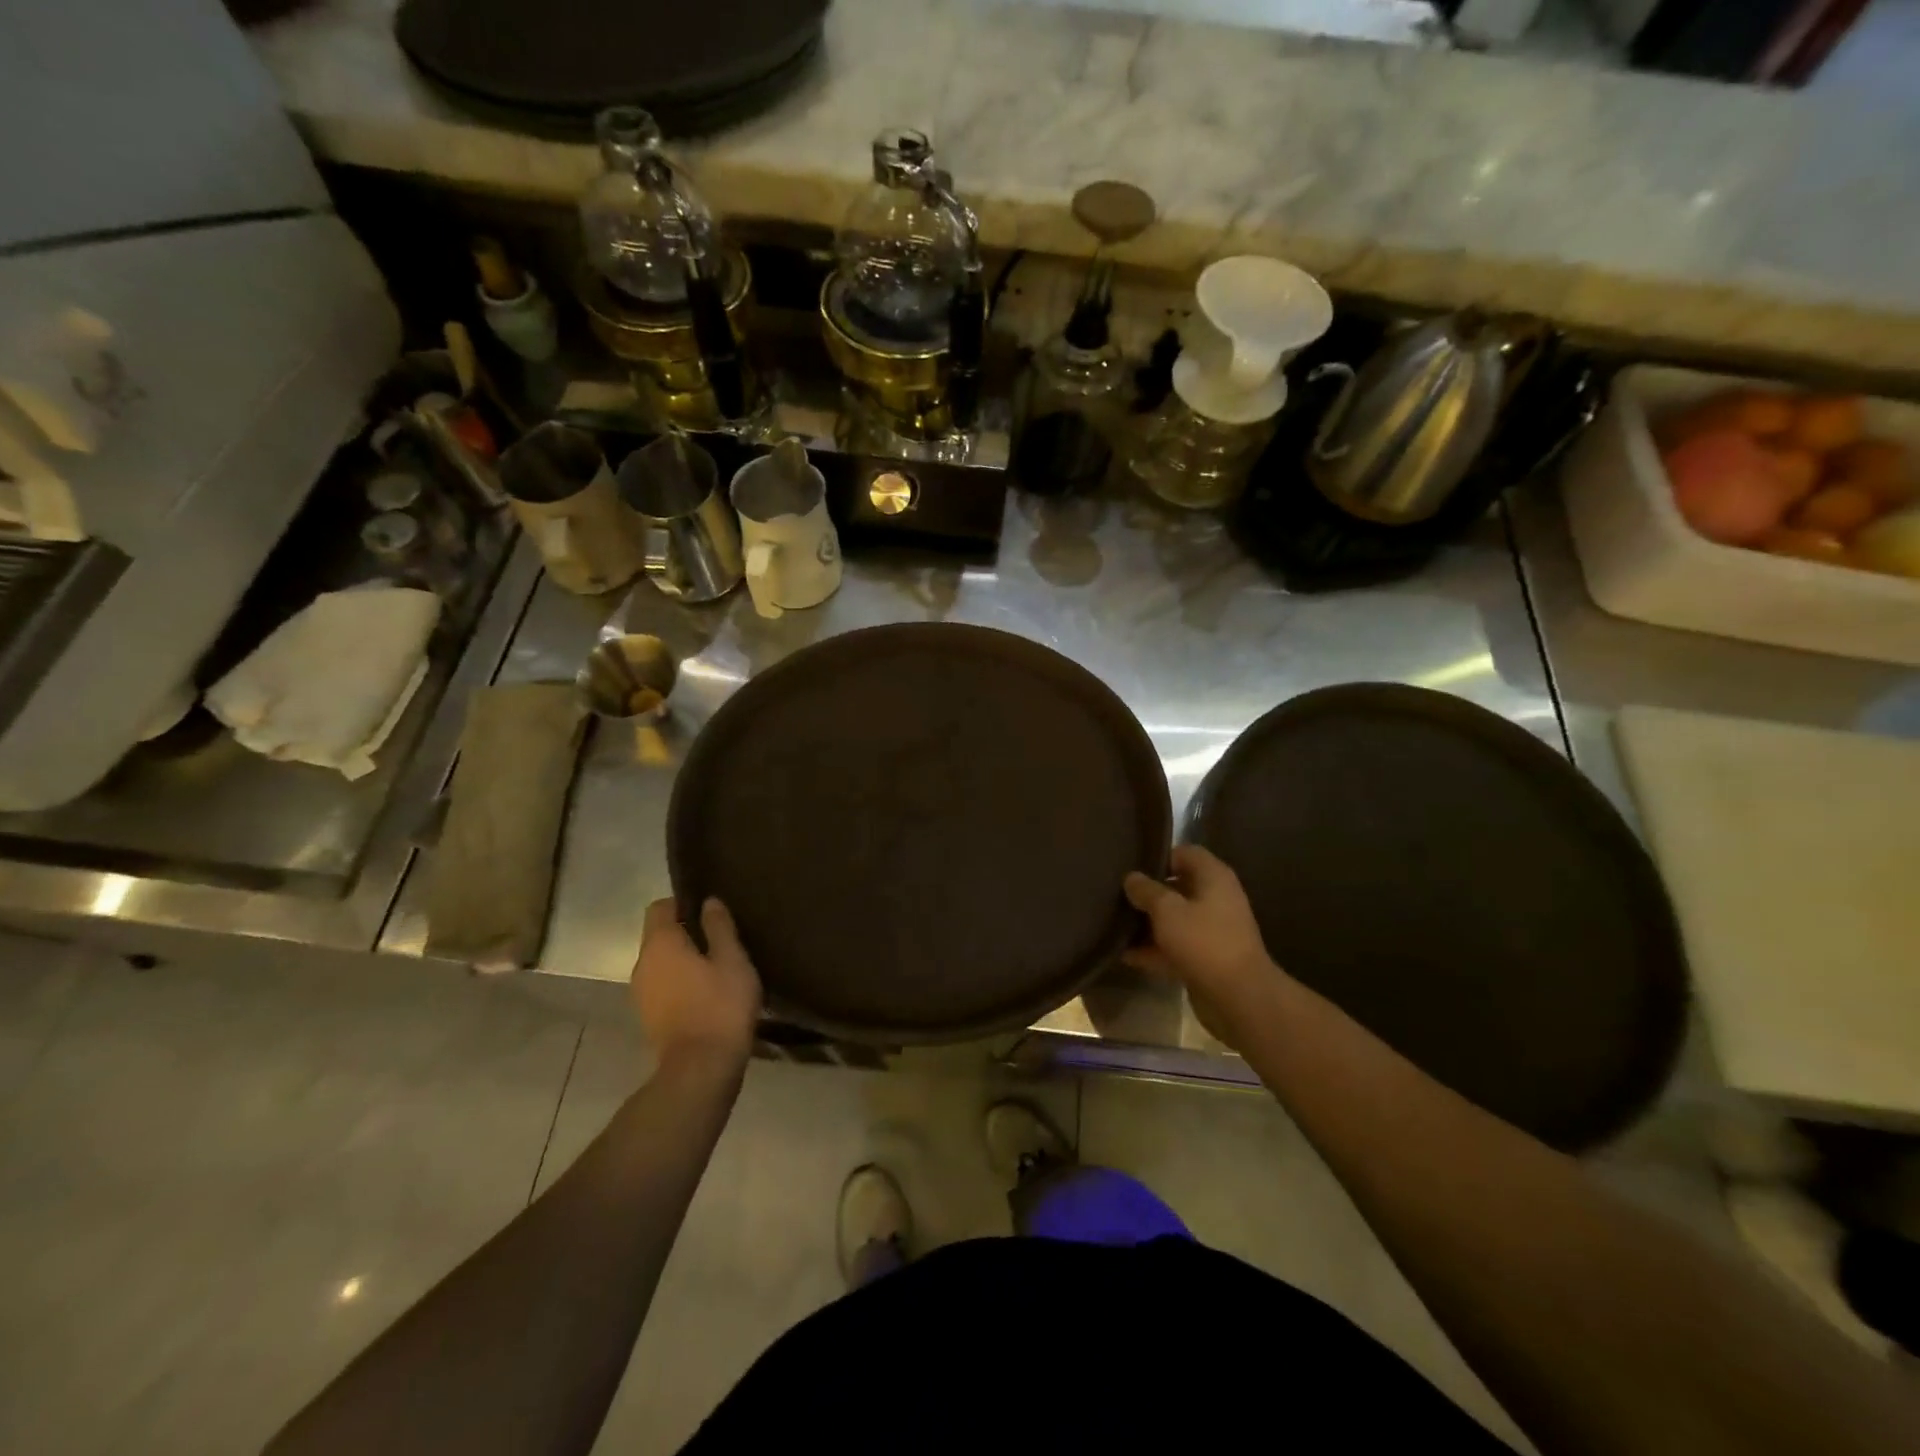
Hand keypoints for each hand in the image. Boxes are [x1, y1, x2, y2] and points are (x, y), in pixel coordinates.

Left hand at [631, 898, 762, 1071]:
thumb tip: (709, 902)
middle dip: (685, 932)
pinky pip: (662, 985)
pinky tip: (706, 992)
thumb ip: (719, 927)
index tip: (709, 910)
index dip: (683, 902)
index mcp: (660, 943)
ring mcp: (641, 993)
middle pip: (658, 935)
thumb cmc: (720, 1006)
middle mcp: (642, 963)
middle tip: (720, 938)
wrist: (700, 1070)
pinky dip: (679, 982)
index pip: (660, 907)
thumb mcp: (732, 960)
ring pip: (661, 962)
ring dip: (683, 959)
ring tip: (716, 966)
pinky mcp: (648, 1017)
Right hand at [1123, 845, 1283, 1044]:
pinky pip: (1175, 947)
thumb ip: (1146, 890)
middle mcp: (1216, 899)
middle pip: (1177, 887)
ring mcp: (1212, 931)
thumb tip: (1132, 877)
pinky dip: (1154, 950)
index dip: (1159, 857)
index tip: (1132, 867)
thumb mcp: (1167, 910)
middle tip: (1117, 895)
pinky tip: (1125, 955)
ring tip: (1115, 925)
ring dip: (1148, 924)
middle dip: (1149, 893)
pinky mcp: (1207, 959)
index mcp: (1214, 878)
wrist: (1239, 998)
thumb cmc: (1203, 941)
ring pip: (1175, 919)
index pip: (1185, 853)